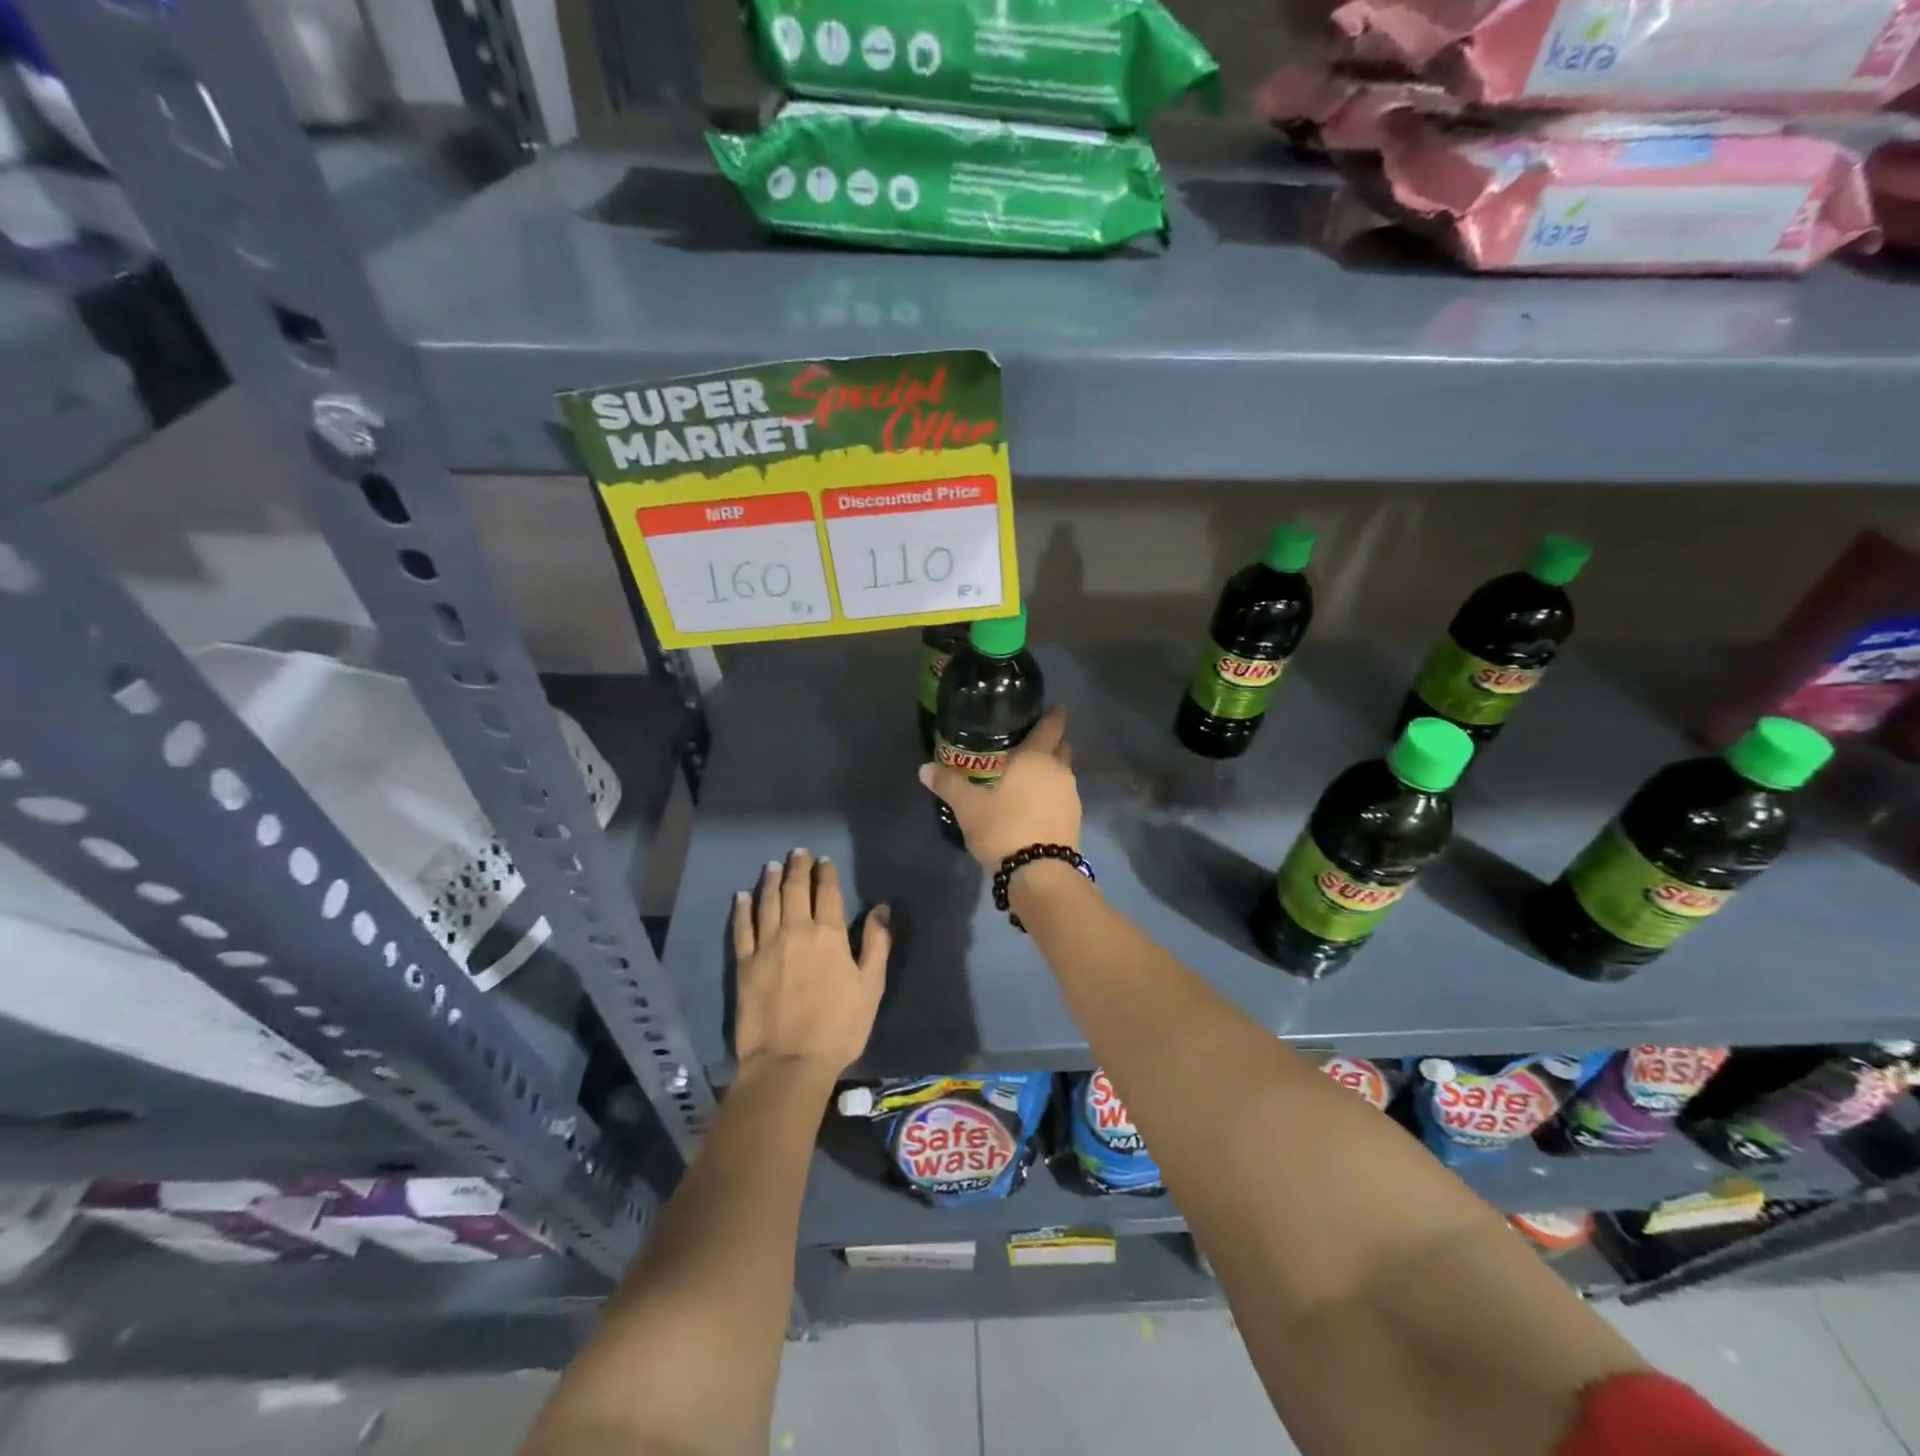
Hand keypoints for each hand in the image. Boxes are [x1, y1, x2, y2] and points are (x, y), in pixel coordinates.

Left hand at [732, 849, 889, 1078]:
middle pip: (795, 890)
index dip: (826, 873)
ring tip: (773, 865)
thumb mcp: (870, 987)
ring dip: (771, 880)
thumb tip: (881, 908)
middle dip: (798, 867)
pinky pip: (742, 928)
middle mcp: (796, 930)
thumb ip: (877, 944)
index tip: (824, 860)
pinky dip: (742, 908)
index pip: (827, 893)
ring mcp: (766, 945)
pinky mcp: (744, 964)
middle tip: (799, 853)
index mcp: (829, 934)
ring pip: (767, 902)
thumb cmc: (838, 1027)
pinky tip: (743, 896)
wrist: (788, 1062)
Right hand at [919, 705, 1080, 869]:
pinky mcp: (1074, 820)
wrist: (1039, 873)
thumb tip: (924, 768)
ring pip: (1062, 773)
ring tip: (1029, 774)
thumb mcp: (968, 807)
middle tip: (1034, 740)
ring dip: (1051, 770)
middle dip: (1053, 742)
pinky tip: (1034, 802)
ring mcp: (1070, 797)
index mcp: (1036, 759)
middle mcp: (1059, 772)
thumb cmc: (1004, 828)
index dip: (1054, 716)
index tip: (1056, 707)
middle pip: (1061, 748)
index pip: (1051, 727)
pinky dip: (1051, 793)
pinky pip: (1062, 796)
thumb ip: (948, 784)